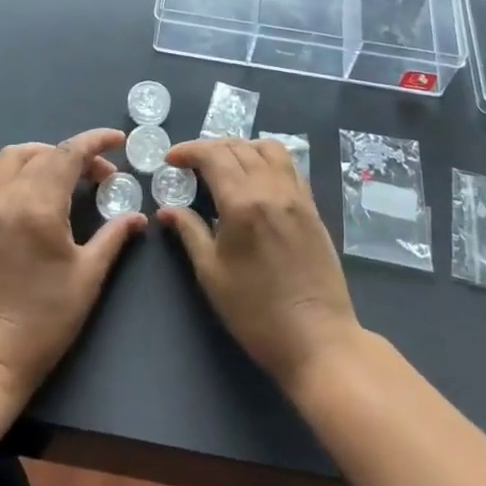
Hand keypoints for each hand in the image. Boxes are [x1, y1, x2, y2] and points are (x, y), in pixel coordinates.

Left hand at [0, 130, 145, 406]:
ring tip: (62, 173)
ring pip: (9, 158)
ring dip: (39, 155)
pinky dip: (9, 170)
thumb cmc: (44, 321)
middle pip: (41, 153)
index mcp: (37, 207)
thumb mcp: (88, 277)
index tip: (118, 140)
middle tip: (100, 175)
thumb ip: (113, 236)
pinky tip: (25, 187)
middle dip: (74, 153)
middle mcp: (5, 198)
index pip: (68, 154)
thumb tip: (138, 216)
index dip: (96, 141)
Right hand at [158, 138, 361, 392]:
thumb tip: (167, 209)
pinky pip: (289, 166)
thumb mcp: (212, 274)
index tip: (170, 160)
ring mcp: (297, 195)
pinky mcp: (312, 207)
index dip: (188, 150)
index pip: (213, 155)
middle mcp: (272, 188)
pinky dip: (267, 159)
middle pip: (238, 147)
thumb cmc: (256, 312)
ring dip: (242, 147)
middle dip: (210, 147)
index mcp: (243, 201)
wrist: (317, 338)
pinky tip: (256, 179)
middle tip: (191, 164)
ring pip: (268, 148)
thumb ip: (189, 232)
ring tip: (225, 165)